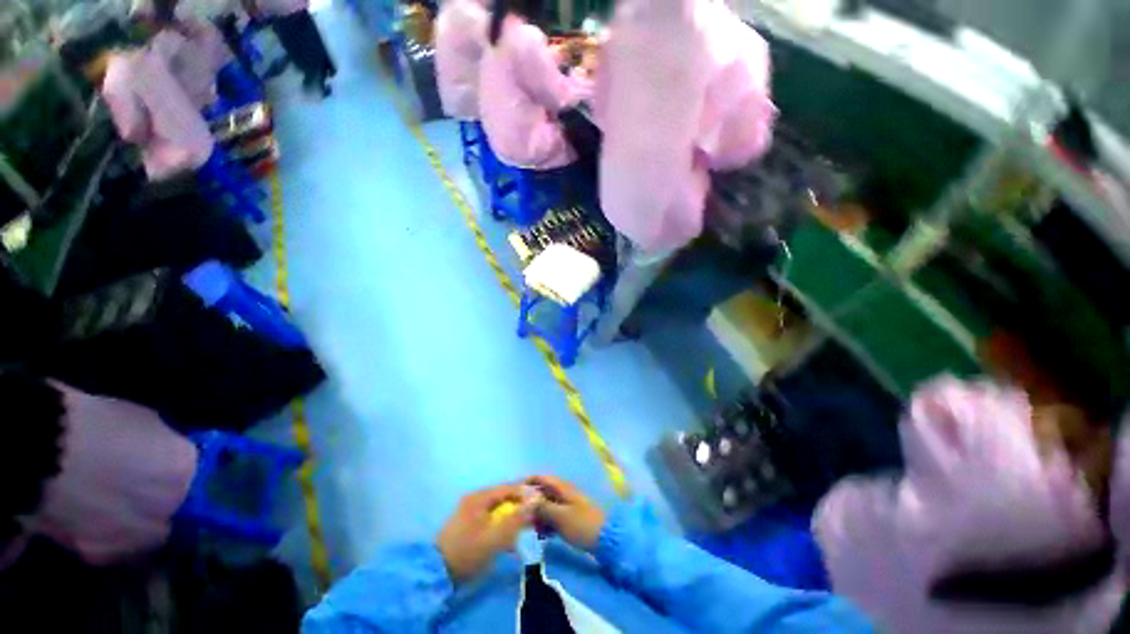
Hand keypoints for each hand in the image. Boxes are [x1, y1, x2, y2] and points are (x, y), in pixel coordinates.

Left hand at [436, 485, 536, 582]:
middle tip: (533, 516)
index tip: (540, 503)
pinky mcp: (466, 521)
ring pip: (497, 506)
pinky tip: (506, 534)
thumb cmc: (467, 554)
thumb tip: (535, 499)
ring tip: (522, 527)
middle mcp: (474, 497)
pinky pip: (490, 515)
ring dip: (510, 515)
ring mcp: (469, 508)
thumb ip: (516, 519)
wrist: (435, 575)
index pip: (509, 488)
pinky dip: (500, 521)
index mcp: (480, 497)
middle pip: (503, 496)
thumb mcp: (495, 538)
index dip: (526, 493)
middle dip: (519, 505)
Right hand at [526, 476, 606, 550]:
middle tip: (518, 515)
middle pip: (544, 492)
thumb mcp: (560, 517)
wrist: (606, 539)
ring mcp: (569, 506)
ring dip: (538, 515)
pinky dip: (546, 523)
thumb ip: (543, 508)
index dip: (529, 481)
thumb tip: (527, 501)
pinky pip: (554, 517)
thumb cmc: (582, 524)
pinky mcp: (572, 519)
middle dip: (531, 502)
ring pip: (548, 506)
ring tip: (526, 528)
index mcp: (562, 488)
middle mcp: (564, 494)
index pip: (542, 478)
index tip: (515, 490)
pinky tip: (540, 535)